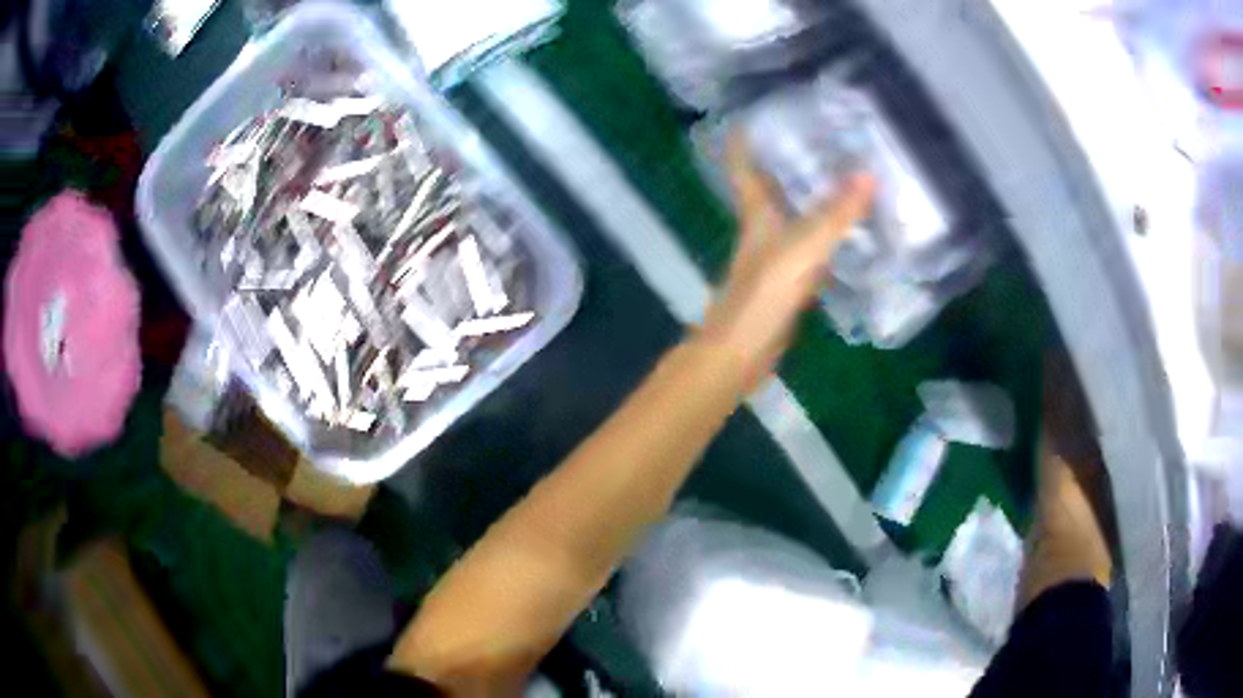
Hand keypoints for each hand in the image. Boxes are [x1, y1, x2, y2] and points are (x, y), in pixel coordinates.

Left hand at [696, 135, 873, 389]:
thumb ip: (836, 214)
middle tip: (824, 137)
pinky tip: (850, 230)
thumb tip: (868, 174)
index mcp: (756, 212)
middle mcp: (762, 227)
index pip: (743, 164)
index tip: (758, 112)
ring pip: (793, 214)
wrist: (742, 352)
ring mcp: (774, 254)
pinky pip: (810, 245)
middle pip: (771, 184)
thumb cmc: (764, 294)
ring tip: (846, 174)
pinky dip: (826, 233)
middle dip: (790, 160)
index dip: (744, 137)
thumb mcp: (804, 248)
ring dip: (813, 195)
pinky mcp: (787, 280)